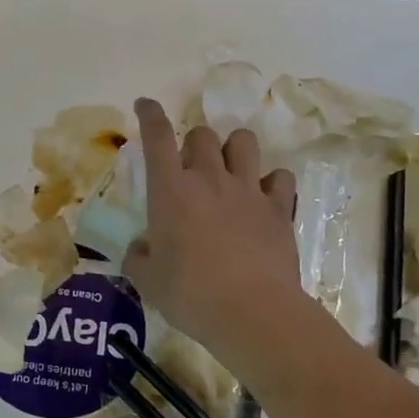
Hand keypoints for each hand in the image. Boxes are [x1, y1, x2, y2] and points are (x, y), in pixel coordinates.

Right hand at [121, 97, 311, 361]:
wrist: (253, 313)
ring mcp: (247, 190)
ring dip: (233, 149)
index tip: (145, 104)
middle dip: (193, 142)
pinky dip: (270, 182)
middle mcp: (209, 179)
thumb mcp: (147, 279)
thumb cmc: (190, 294)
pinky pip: (279, 177)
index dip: (150, 114)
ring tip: (229, 169)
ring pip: (243, 142)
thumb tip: (141, 247)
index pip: (157, 137)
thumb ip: (139, 256)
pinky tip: (263, 198)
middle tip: (190, 167)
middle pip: (203, 135)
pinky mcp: (279, 208)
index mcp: (171, 190)